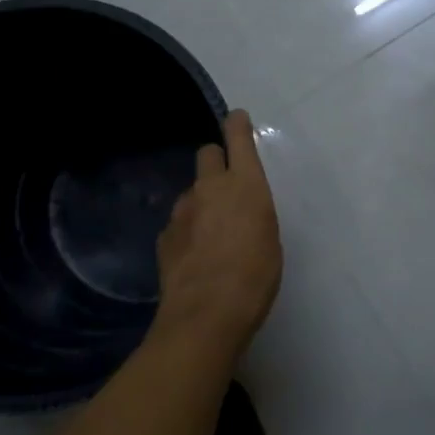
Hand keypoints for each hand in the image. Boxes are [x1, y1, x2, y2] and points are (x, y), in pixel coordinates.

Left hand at [154, 109, 280, 354]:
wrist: (206, 315)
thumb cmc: (256, 276)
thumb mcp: (270, 239)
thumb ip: (254, 215)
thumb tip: (241, 213)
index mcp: (245, 185)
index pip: (237, 139)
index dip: (237, 126)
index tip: (237, 119)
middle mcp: (210, 188)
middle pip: (206, 154)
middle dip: (216, 161)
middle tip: (226, 185)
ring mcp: (182, 212)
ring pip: (191, 191)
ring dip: (201, 201)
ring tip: (213, 232)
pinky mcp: (164, 237)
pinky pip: (179, 222)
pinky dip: (187, 230)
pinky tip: (196, 256)